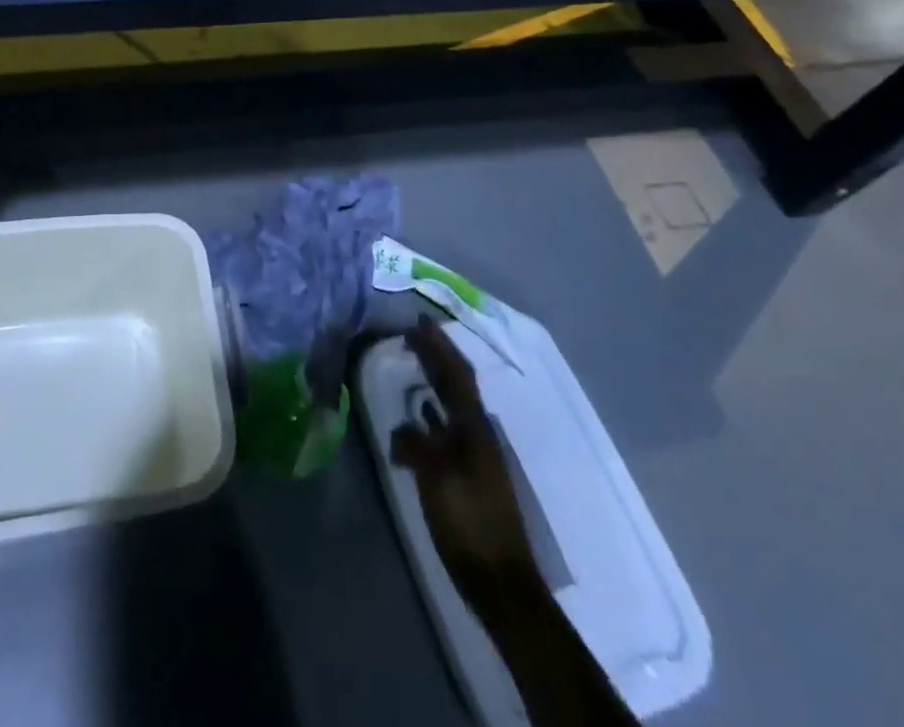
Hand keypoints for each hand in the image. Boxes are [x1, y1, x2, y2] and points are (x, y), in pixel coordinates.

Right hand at [390, 316, 539, 614]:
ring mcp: (477, 455)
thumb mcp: (436, 479)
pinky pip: (447, 428)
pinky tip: (419, 418)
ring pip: (453, 405)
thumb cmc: (468, 524)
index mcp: (474, 429)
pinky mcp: (470, 475)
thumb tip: (403, 428)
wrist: (501, 582)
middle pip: (456, 385)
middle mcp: (479, 434)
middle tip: (410, 335)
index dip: (439, 346)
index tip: (418, 321)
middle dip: (436, 357)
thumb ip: (416, 445)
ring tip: (413, 366)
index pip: (456, 374)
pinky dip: (432, 413)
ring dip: (434, 381)